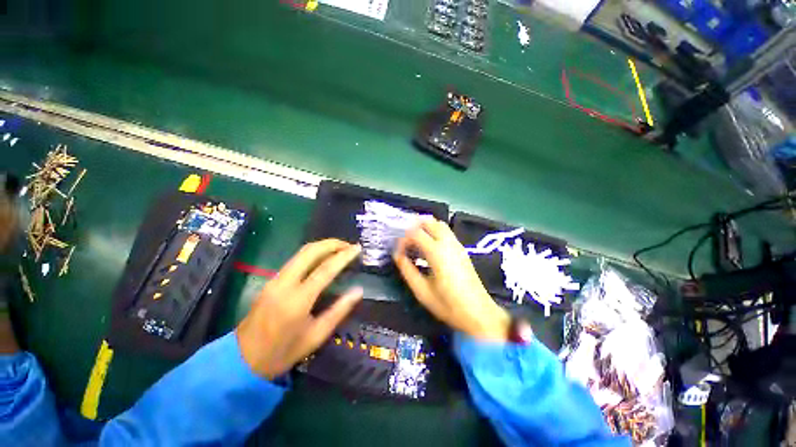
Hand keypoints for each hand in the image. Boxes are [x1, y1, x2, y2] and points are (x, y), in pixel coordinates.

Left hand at [236, 239, 362, 378]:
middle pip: (310, 252)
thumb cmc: (283, 352)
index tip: (357, 248)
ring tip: (340, 248)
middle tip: (349, 245)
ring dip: (322, 246)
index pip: (325, 269)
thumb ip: (339, 310)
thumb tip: (358, 290)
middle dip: (332, 243)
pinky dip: (312, 253)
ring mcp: (275, 279)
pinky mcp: (271, 280)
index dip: (344, 256)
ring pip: (301, 252)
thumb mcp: (316, 336)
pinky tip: (323, 258)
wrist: (242, 360)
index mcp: (298, 300)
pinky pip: (295, 259)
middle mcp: (284, 283)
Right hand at [393, 219, 509, 340]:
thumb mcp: (422, 291)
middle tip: (404, 239)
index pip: (415, 233)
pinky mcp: (462, 250)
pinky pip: (446, 232)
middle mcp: (448, 243)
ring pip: (439, 224)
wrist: (479, 313)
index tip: (398, 251)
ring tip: (414, 241)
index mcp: (437, 253)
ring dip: (425, 227)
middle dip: (414, 225)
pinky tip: (428, 246)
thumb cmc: (448, 305)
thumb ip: (407, 270)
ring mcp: (457, 245)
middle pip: (429, 222)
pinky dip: (434, 231)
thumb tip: (397, 255)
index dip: (403, 239)